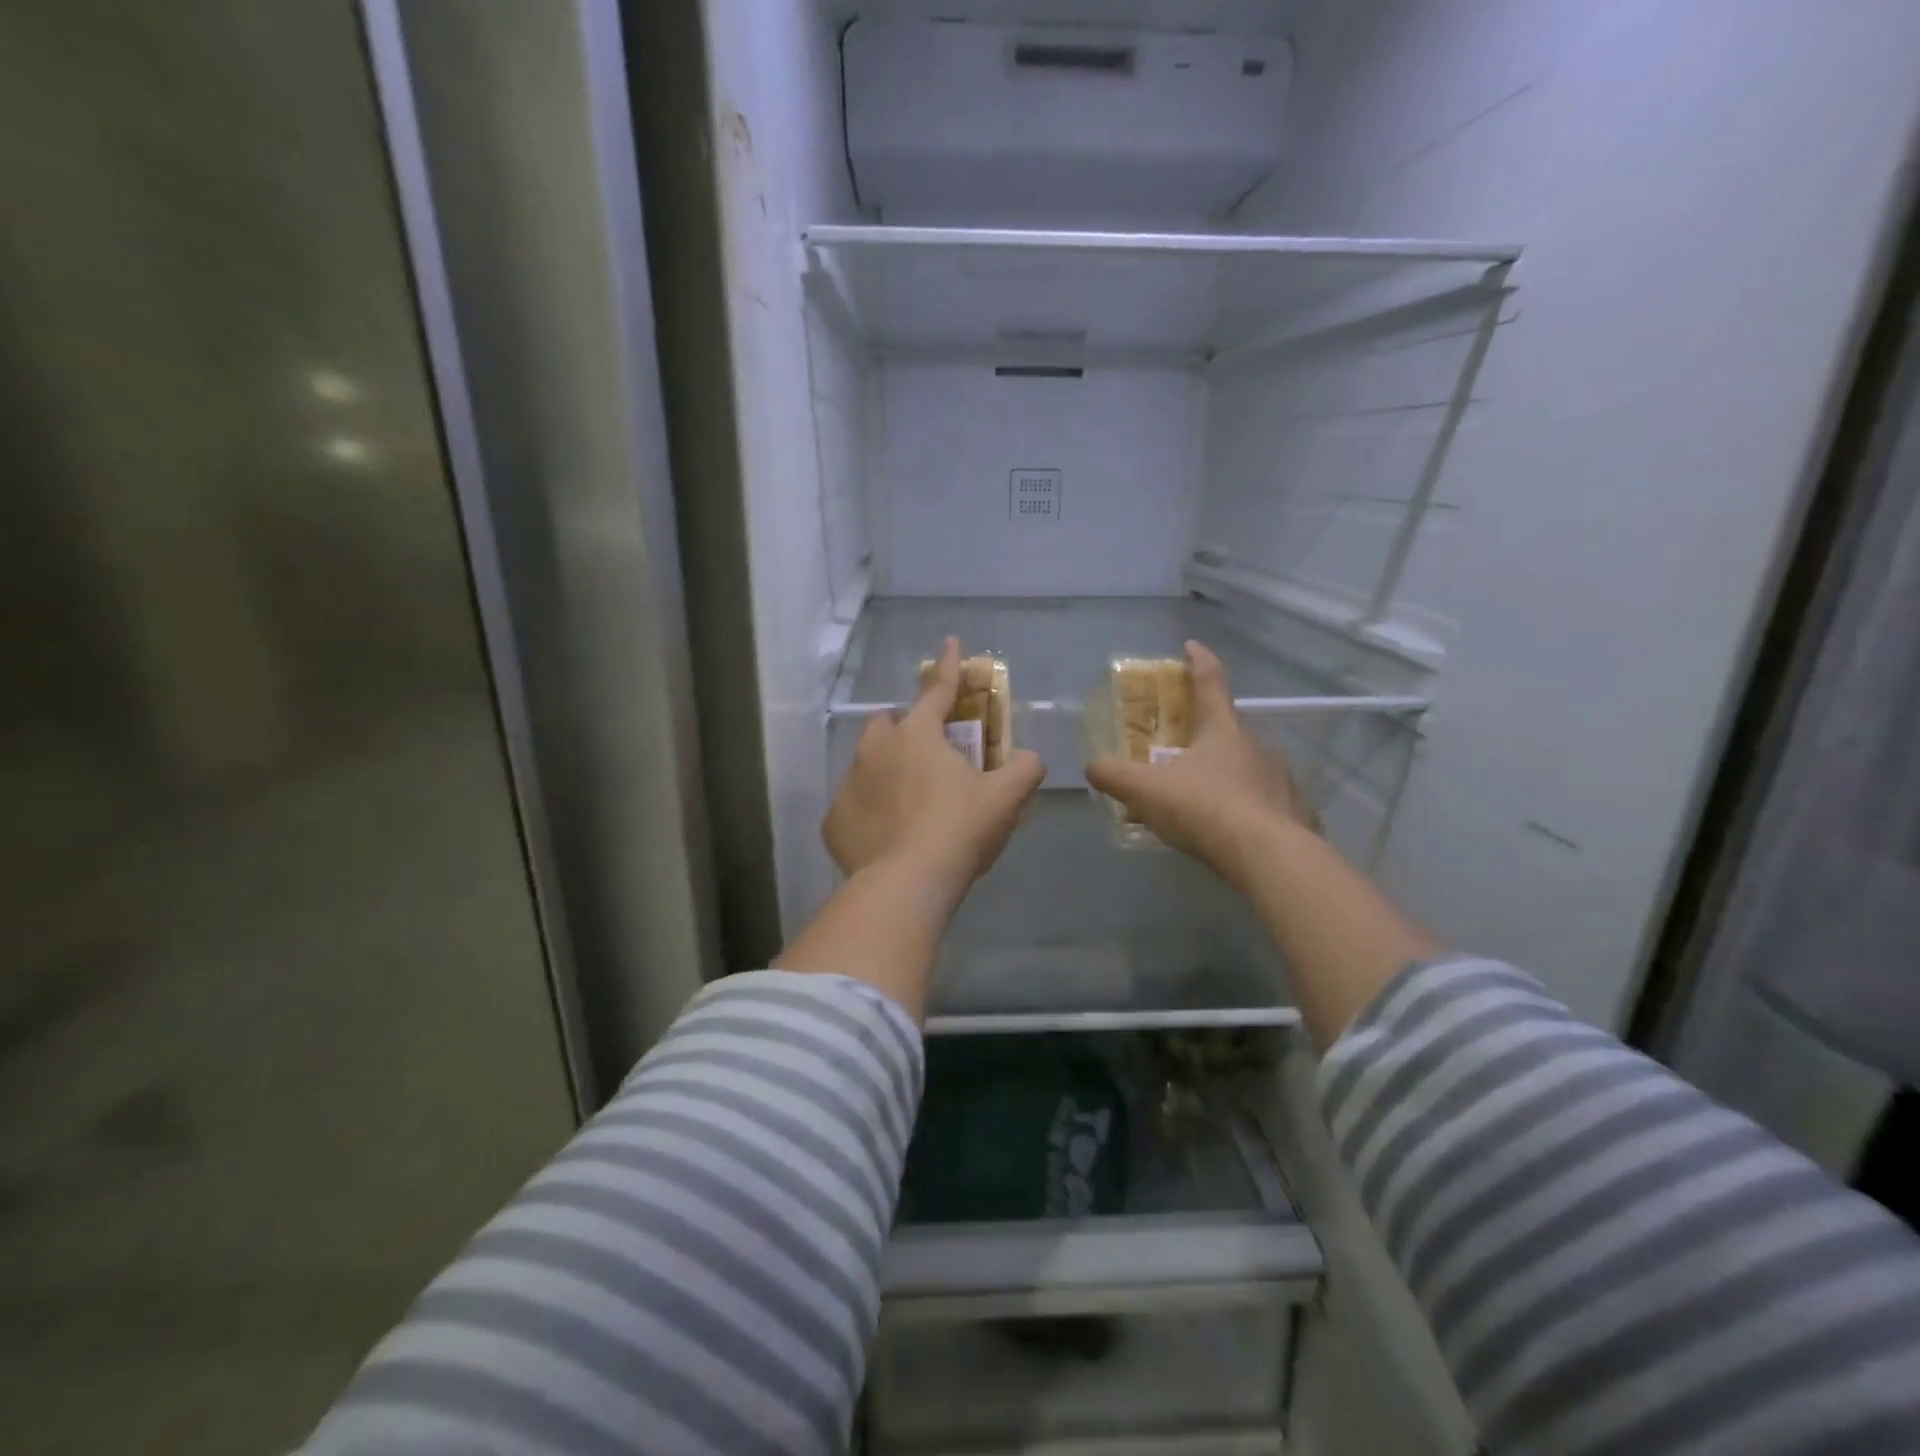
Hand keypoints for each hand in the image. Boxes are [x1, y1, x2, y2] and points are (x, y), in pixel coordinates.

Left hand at [824, 637, 1045, 893]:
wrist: (907, 884)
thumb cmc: (958, 830)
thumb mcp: (1004, 798)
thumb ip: (1023, 769)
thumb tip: (1029, 759)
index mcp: (917, 736)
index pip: (937, 690)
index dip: (949, 666)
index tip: (950, 642)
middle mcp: (875, 750)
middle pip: (887, 723)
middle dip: (905, 728)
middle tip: (928, 754)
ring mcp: (849, 784)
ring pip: (867, 763)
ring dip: (886, 770)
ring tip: (908, 802)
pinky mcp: (834, 821)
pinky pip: (854, 806)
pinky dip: (870, 812)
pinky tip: (887, 835)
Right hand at [1085, 640, 1309, 883]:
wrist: (1270, 858)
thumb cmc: (1205, 809)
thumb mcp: (1145, 790)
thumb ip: (1113, 775)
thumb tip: (1092, 765)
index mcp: (1223, 729)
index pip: (1210, 681)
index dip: (1198, 661)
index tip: (1190, 646)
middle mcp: (1256, 746)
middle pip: (1226, 728)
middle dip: (1202, 731)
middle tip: (1178, 744)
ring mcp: (1279, 779)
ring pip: (1244, 767)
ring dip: (1221, 773)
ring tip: (1196, 795)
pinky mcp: (1292, 814)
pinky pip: (1259, 802)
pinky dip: (1240, 807)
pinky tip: (1224, 829)